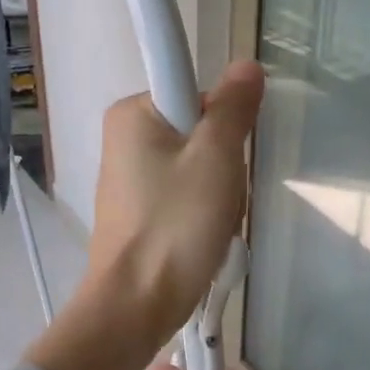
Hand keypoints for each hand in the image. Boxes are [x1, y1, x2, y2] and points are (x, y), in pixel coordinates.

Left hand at [25, 61, 262, 369]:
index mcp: (132, 113)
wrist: (136, 304)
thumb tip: (246, 66)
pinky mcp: (137, 212)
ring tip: (213, 226)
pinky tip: (203, 241)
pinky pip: (183, 197)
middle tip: (222, 198)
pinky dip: (201, 215)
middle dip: (223, 165)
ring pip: (196, 168)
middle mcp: (123, 138)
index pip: (197, 91)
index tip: (227, 156)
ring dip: (217, 194)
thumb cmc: (176, 224)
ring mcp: (128, 178)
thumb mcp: (216, 157)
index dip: (224, 120)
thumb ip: (233, 107)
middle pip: (199, 131)